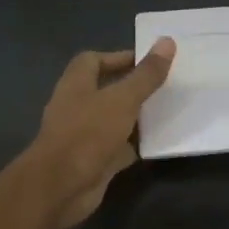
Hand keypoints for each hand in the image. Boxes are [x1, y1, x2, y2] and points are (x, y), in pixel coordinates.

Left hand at [28, 39, 175, 228]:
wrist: (61, 187)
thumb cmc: (88, 134)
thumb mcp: (122, 99)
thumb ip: (146, 75)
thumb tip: (167, 41)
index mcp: (76, 84)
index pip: (93, 60)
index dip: (118, 58)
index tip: (148, 61)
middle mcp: (77, 107)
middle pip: (105, 90)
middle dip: (132, 87)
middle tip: (164, 85)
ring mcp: (84, 136)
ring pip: (113, 119)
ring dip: (135, 117)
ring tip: (167, 110)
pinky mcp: (94, 161)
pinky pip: (118, 147)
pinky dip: (135, 145)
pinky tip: (158, 143)